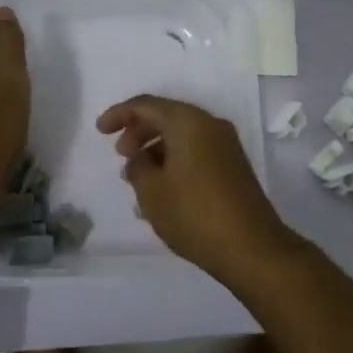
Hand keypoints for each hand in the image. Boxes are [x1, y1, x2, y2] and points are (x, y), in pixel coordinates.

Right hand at [95, 95, 293, 278]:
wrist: (252, 247)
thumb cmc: (194, 214)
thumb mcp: (152, 191)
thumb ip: (137, 167)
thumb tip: (140, 159)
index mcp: (188, 122)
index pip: (146, 105)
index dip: (119, 114)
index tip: (100, 131)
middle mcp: (210, 124)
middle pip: (166, 116)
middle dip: (138, 131)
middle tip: (121, 156)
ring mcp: (226, 145)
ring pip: (182, 134)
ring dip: (156, 148)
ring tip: (138, 177)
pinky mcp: (233, 166)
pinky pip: (196, 150)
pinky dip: (174, 159)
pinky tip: (162, 188)